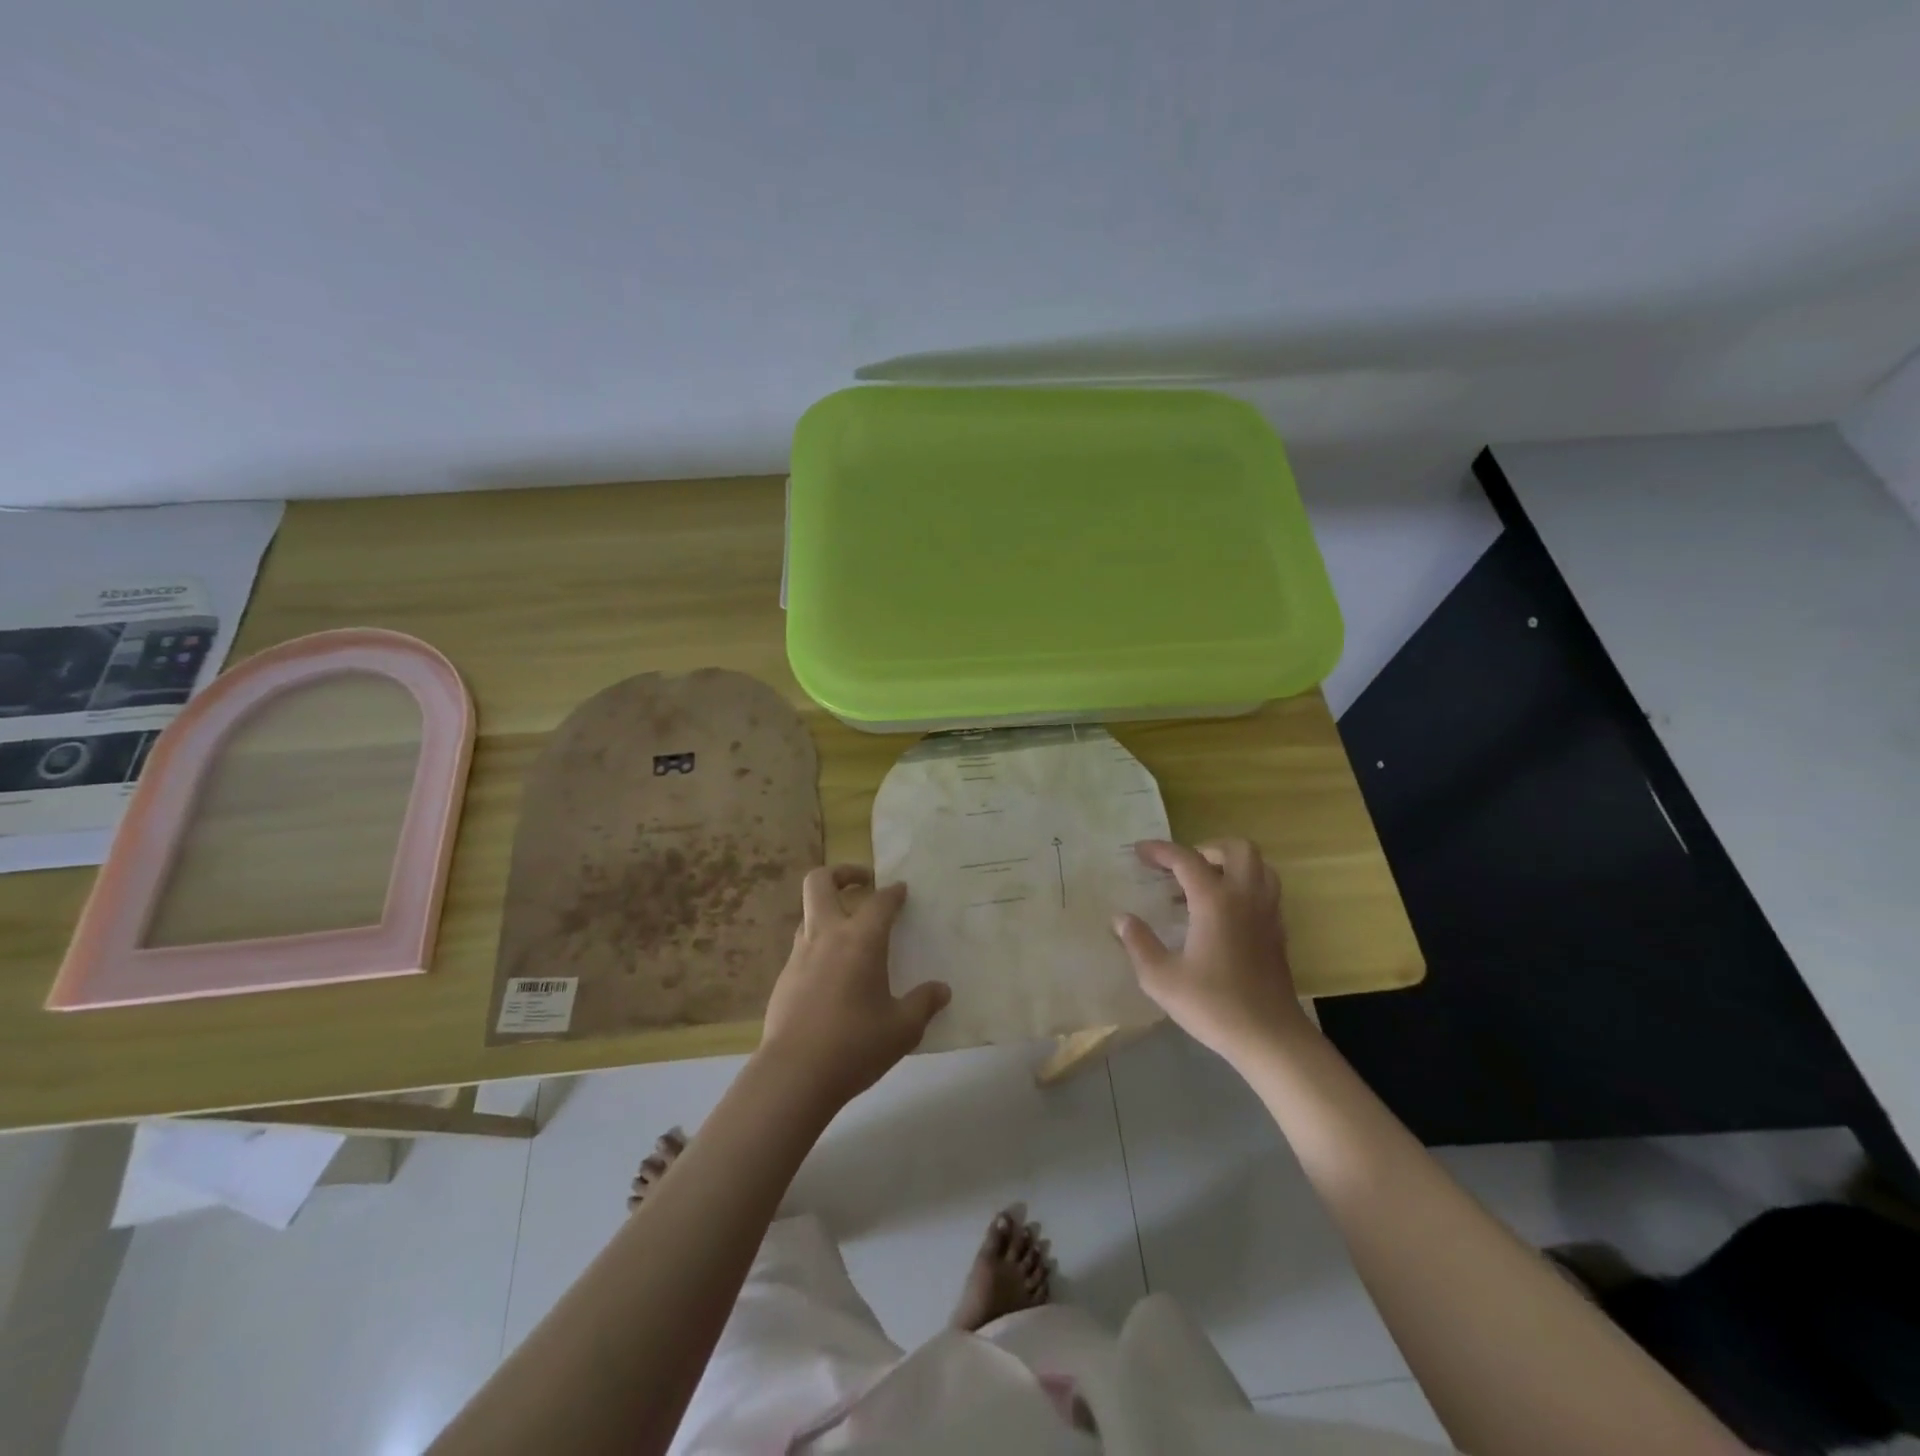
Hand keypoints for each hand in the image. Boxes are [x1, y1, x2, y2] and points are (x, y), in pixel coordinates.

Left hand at [757, 865, 949, 1109]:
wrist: (793, 1075)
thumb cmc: (855, 1045)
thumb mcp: (902, 1029)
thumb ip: (924, 1004)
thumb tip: (942, 990)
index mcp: (860, 940)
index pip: (879, 901)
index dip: (893, 892)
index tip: (902, 891)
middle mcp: (826, 937)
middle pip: (820, 882)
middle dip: (842, 873)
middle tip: (863, 883)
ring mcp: (799, 956)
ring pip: (809, 914)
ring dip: (829, 912)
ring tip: (852, 934)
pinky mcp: (783, 980)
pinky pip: (803, 948)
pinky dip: (820, 947)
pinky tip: (834, 977)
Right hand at [1112, 838, 1308, 1062]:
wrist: (1270, 1038)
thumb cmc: (1213, 1005)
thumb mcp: (1161, 978)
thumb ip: (1139, 943)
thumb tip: (1121, 918)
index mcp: (1215, 901)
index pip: (1187, 859)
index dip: (1160, 851)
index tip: (1139, 851)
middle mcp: (1246, 897)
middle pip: (1238, 849)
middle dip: (1207, 848)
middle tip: (1183, 867)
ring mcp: (1268, 914)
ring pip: (1259, 867)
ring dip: (1231, 864)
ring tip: (1205, 884)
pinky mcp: (1278, 932)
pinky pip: (1266, 890)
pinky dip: (1244, 886)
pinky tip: (1223, 913)